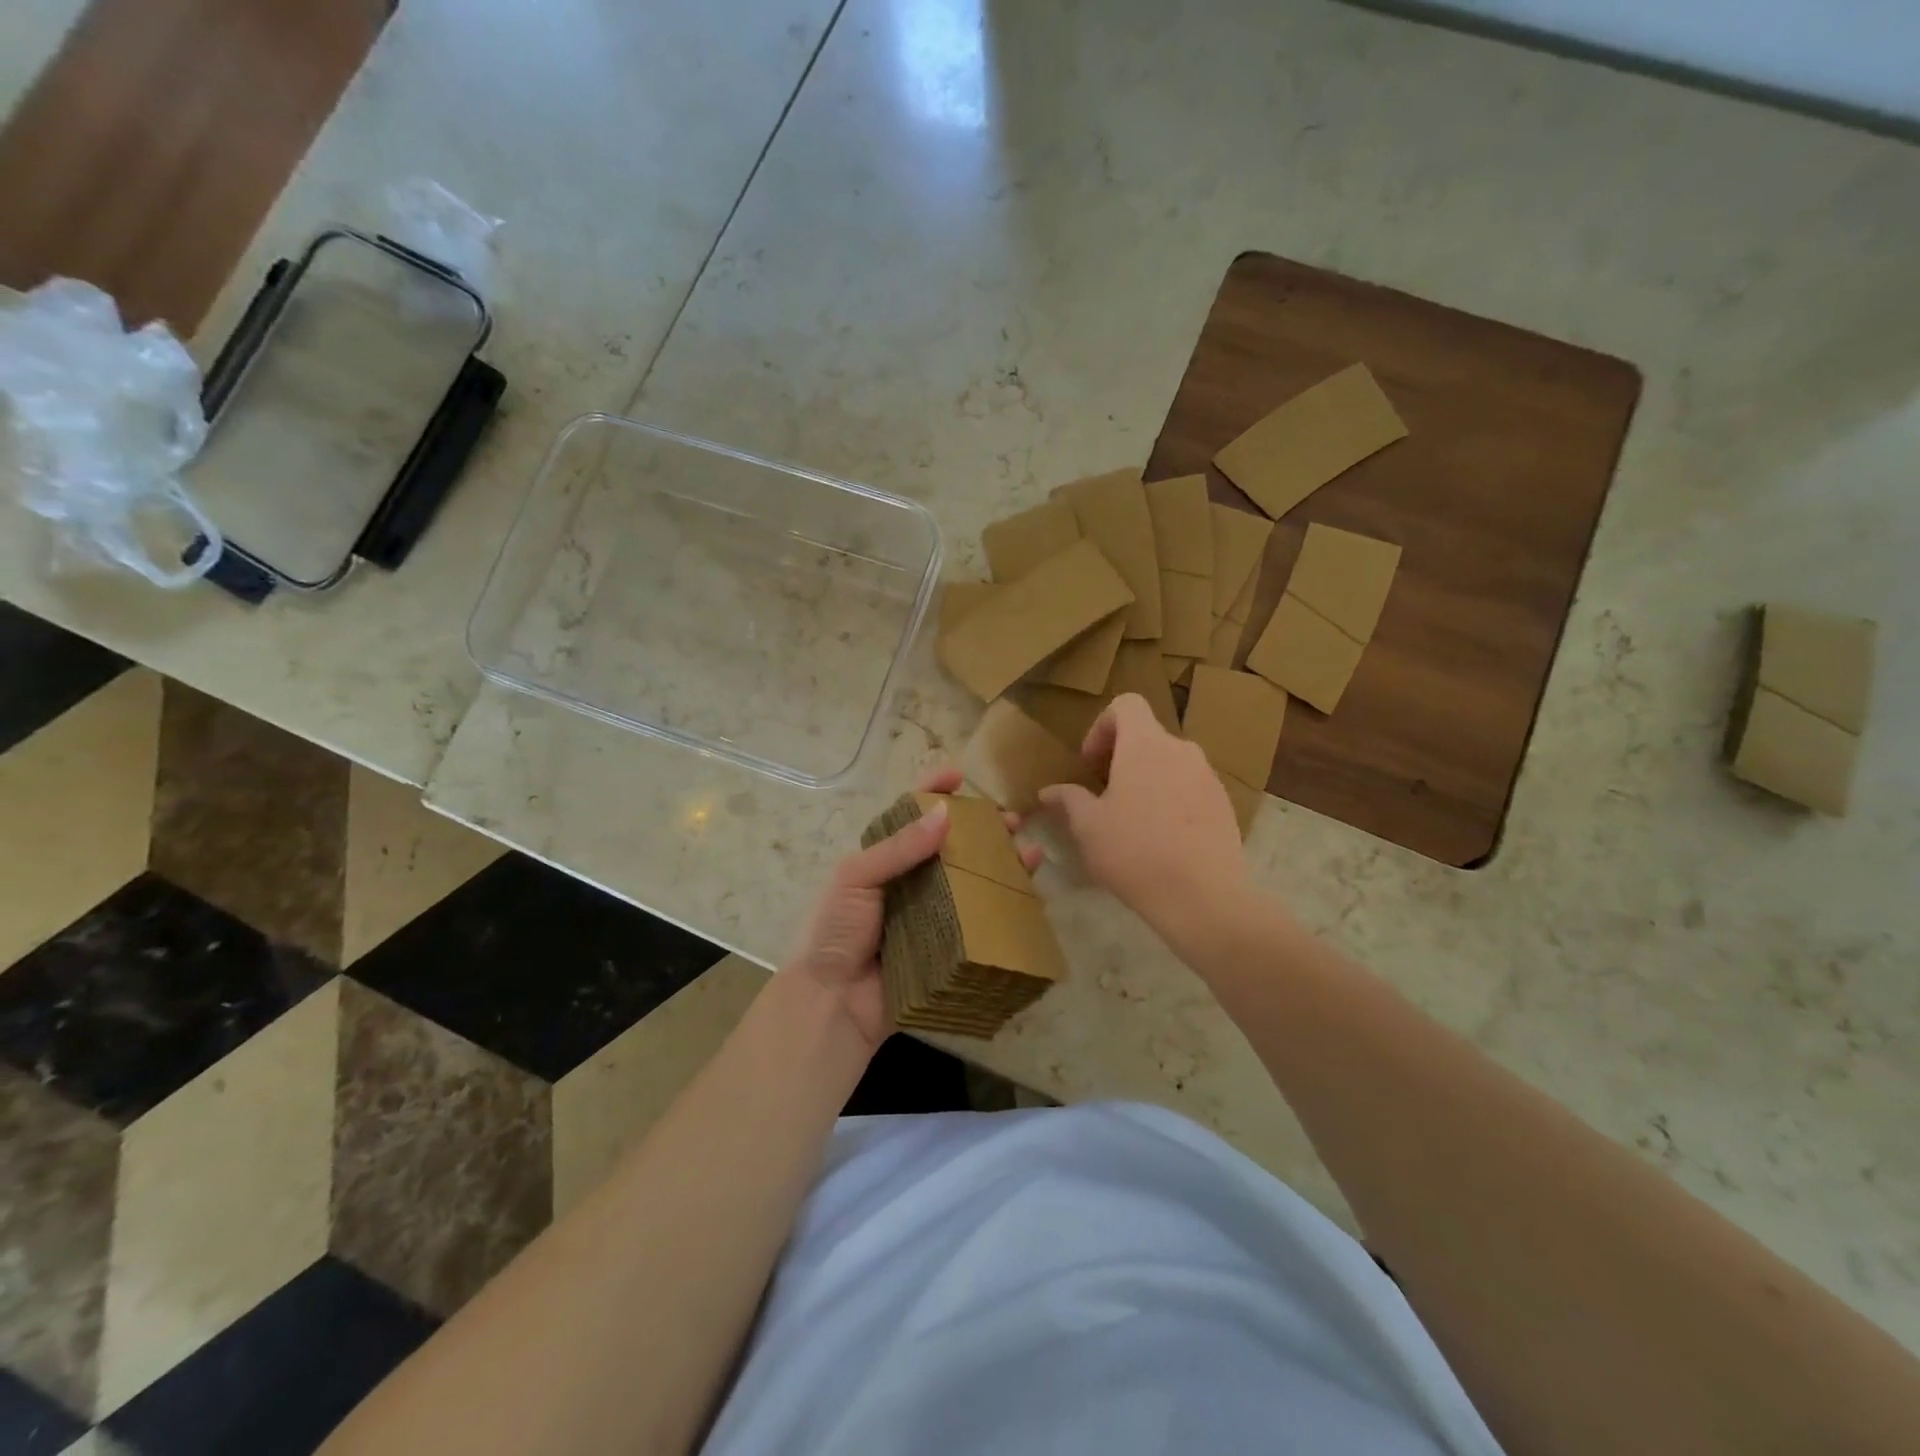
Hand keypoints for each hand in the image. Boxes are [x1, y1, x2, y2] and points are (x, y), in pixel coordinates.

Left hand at [785, 767, 1041, 1052]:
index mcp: (883, 861)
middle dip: (984, 830)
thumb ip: (898, 847)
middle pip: (954, 848)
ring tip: (1031, 853)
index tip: (959, 775)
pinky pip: (980, 924)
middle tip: (1013, 821)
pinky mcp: (947, 950)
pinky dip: (1005, 910)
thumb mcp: (855, 878)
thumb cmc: (835, 931)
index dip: (933, 792)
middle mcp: (911, 884)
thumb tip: (944, 813)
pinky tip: (1030, 897)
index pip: (911, 817)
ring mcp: (932, 918)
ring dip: (1003, 865)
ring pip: (973, 883)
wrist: (831, 1004)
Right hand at [1039, 694, 1248, 939]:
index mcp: (1145, 744)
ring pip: (1170, 763)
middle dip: (1121, 758)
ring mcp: (1208, 776)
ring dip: (1147, 780)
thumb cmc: (1134, 851)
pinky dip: (1172, 800)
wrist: (1203, 895)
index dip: (1102, 726)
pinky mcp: (1224, 804)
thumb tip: (1049, 791)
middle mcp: (1181, 750)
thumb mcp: (1088, 827)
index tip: (1090, 764)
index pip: (1126, 704)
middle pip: (1147, 736)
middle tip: (1104, 794)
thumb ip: (1068, 800)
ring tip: (1132, 820)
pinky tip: (1162, 839)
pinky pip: (1190, 788)